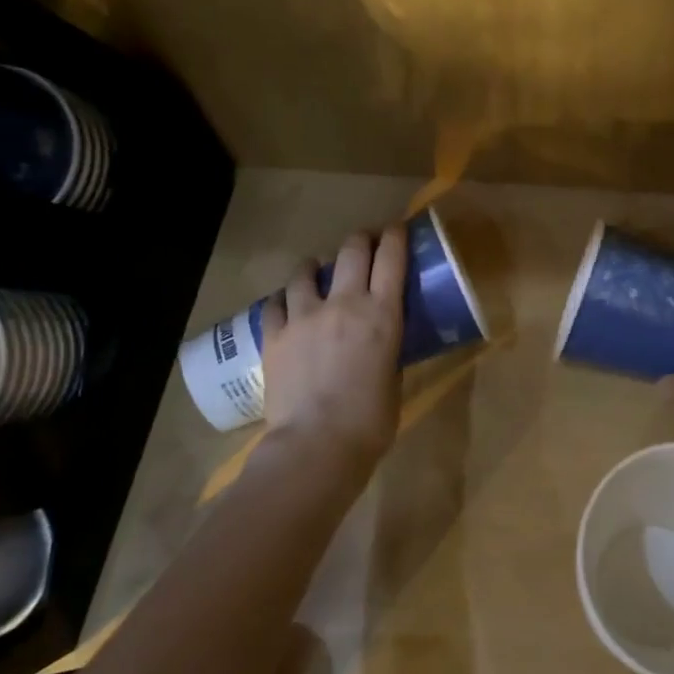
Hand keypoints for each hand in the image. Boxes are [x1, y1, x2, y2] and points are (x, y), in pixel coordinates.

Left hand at [259, 225, 406, 471]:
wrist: (316, 445)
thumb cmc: (370, 422)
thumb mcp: (394, 380)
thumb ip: (389, 353)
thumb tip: (382, 345)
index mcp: (382, 314)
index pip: (392, 258)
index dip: (396, 235)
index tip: (398, 229)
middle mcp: (344, 304)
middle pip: (352, 251)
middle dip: (361, 239)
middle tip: (365, 244)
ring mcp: (304, 316)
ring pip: (308, 271)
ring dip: (316, 265)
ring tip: (317, 270)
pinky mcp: (275, 335)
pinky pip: (276, 303)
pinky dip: (284, 298)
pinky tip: (286, 303)